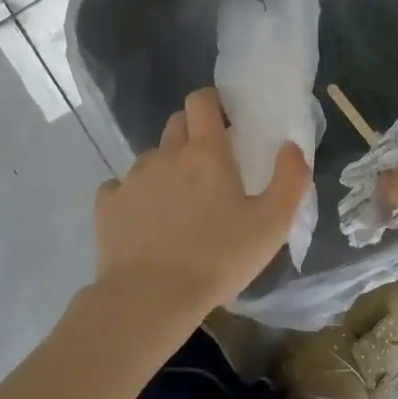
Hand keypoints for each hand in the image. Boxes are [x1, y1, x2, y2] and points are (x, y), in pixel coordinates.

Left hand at [94, 87, 310, 322]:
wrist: (150, 298)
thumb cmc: (218, 258)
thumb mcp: (272, 224)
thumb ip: (290, 179)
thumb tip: (290, 146)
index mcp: (204, 152)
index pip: (201, 100)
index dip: (212, 102)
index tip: (225, 121)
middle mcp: (165, 154)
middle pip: (176, 124)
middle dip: (193, 134)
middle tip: (209, 168)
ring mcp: (132, 177)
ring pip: (151, 157)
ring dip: (166, 169)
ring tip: (178, 205)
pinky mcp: (107, 204)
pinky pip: (122, 186)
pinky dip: (135, 196)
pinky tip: (145, 222)